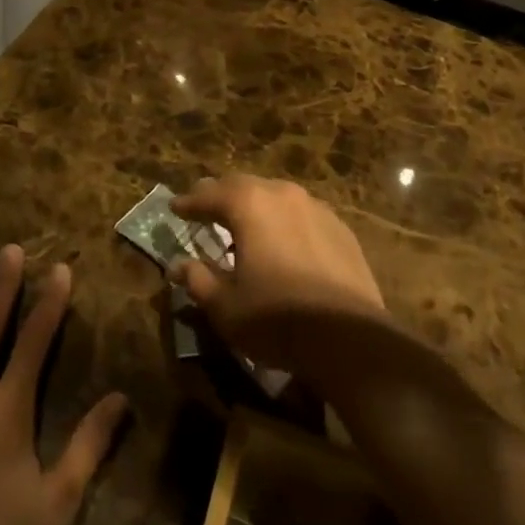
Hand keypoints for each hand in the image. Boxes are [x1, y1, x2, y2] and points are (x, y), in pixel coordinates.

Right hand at [170, 175, 384, 367]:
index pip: (209, 195)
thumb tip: (177, 266)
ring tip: (243, 225)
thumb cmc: (278, 319)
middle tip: (205, 208)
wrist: (351, 338)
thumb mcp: (226, 306)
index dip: (188, 202)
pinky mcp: (340, 228)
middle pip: (243, 186)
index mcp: (250, 204)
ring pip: (275, 196)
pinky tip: (283, 242)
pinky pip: (301, 214)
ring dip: (255, 207)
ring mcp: (316, 208)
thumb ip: (198, 280)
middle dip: (221, 196)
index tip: (174, 207)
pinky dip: (283, 222)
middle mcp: (282, 194)